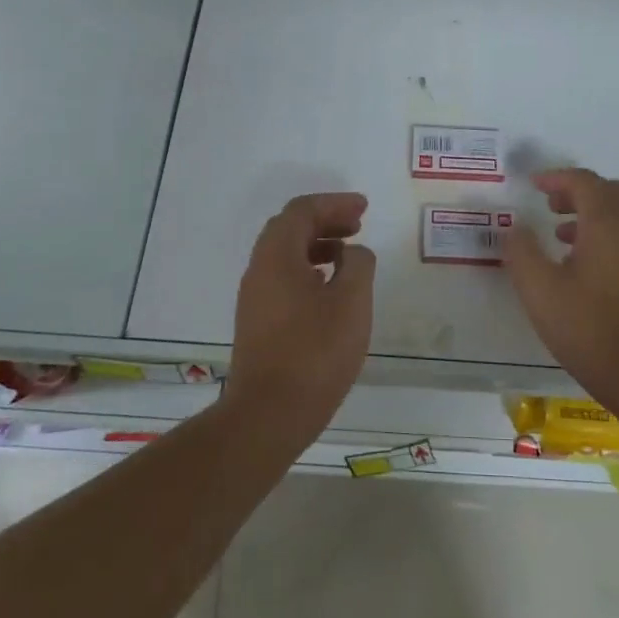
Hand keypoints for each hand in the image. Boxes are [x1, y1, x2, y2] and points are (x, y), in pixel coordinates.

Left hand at [225, 192, 376, 428]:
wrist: (269, 413)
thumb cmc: (315, 352)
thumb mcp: (352, 302)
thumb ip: (358, 265)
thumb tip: (353, 252)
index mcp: (277, 256)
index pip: (302, 211)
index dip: (334, 203)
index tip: (364, 208)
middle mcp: (259, 270)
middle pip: (289, 228)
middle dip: (325, 220)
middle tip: (357, 225)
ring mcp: (255, 297)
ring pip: (285, 255)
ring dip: (317, 245)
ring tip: (349, 255)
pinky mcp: (258, 322)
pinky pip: (283, 278)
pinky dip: (308, 269)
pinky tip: (330, 288)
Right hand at [500, 168, 618, 408]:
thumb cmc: (588, 327)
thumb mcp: (539, 290)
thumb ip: (522, 252)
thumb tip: (514, 227)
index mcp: (606, 225)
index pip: (585, 182)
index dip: (557, 177)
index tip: (532, 185)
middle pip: (609, 192)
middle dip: (577, 191)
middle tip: (548, 205)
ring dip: (589, 213)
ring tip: (558, 234)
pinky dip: (601, 234)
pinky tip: (578, 265)